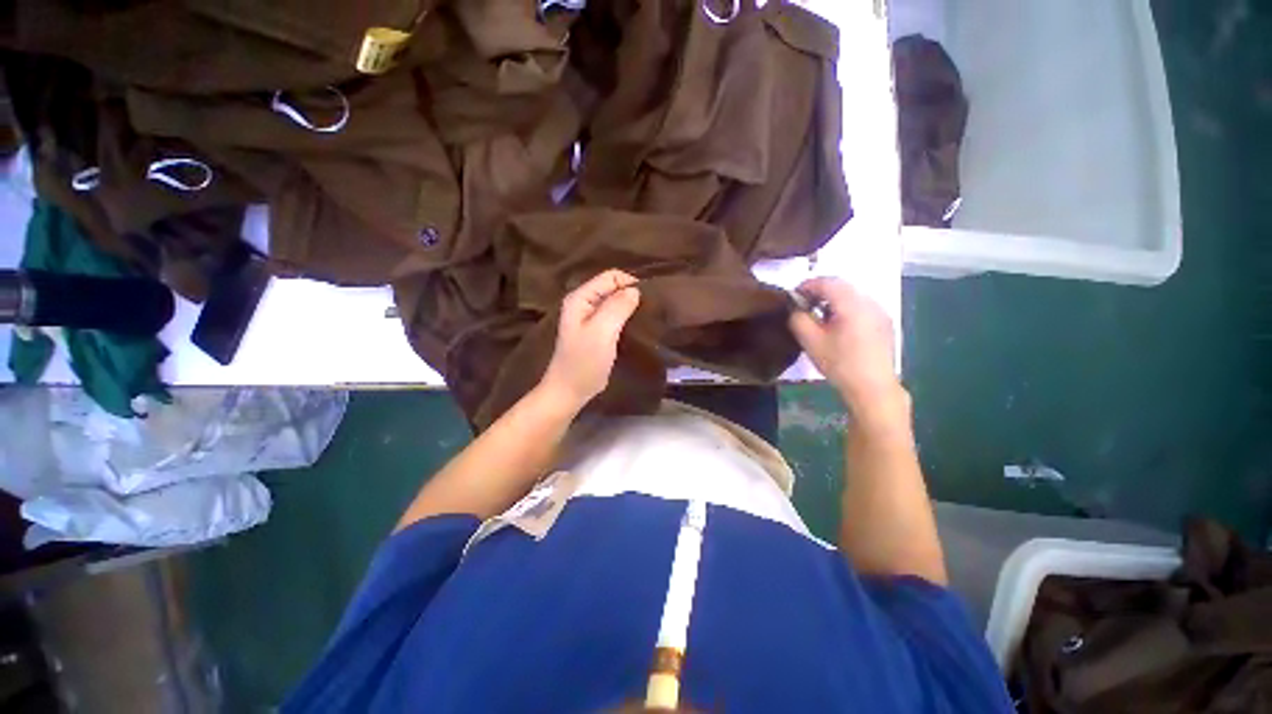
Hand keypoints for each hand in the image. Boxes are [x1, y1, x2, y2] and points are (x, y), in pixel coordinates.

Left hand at [539, 269, 640, 410]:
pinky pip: (615, 317)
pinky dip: (627, 319)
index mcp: (581, 298)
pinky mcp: (597, 331)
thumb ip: (617, 307)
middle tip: (650, 311)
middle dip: (631, 295)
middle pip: (613, 288)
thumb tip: (635, 290)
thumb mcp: (602, 332)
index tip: (648, 301)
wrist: (570, 391)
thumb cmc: (584, 361)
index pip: (610, 276)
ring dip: (631, 308)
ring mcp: (590, 318)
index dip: (630, 284)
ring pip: (616, 303)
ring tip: (647, 318)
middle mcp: (584, 303)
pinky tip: (637, 328)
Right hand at [788, 277, 904, 416]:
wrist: (872, 387)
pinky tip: (837, 326)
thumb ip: (798, 318)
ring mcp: (880, 312)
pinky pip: (861, 306)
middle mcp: (869, 302)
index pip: (827, 282)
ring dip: (833, 300)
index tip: (793, 296)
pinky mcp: (884, 323)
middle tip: (804, 305)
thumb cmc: (839, 363)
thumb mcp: (811, 341)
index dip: (807, 285)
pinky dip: (845, 308)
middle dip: (820, 291)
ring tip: (819, 316)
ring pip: (852, 295)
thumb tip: (796, 306)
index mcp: (852, 304)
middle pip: (841, 286)